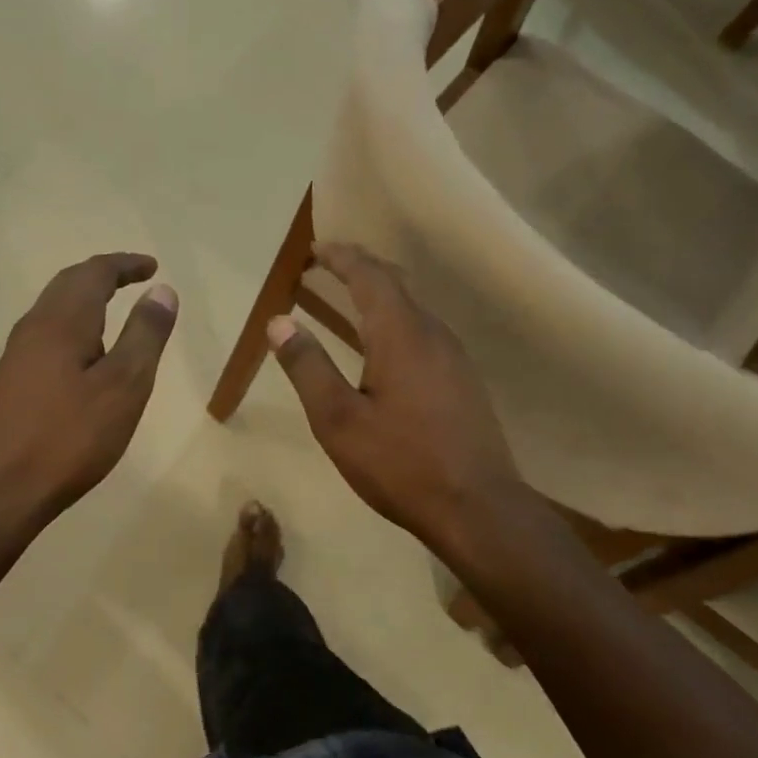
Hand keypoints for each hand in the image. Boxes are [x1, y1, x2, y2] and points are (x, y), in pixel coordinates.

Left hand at [0, 253, 177, 520]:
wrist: (1, 489)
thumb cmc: (70, 437)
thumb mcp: (124, 386)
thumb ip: (145, 335)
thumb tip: (162, 290)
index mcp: (62, 321)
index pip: (95, 273)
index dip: (125, 265)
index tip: (153, 267)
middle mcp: (34, 327)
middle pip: (68, 283)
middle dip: (103, 275)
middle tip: (135, 278)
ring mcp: (17, 354)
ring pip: (54, 308)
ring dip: (85, 298)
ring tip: (114, 308)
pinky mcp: (10, 380)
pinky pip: (46, 333)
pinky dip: (73, 323)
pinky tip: (83, 352)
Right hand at [268, 243, 525, 553]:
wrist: (478, 508)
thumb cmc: (401, 463)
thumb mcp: (338, 420)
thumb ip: (307, 367)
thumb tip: (279, 322)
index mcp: (400, 334)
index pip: (369, 276)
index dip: (341, 257)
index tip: (315, 249)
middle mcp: (433, 333)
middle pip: (396, 284)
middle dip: (361, 268)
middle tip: (329, 264)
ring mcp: (455, 356)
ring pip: (414, 307)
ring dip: (381, 294)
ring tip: (350, 298)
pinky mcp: (464, 380)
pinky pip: (425, 331)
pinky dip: (397, 320)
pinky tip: (385, 346)